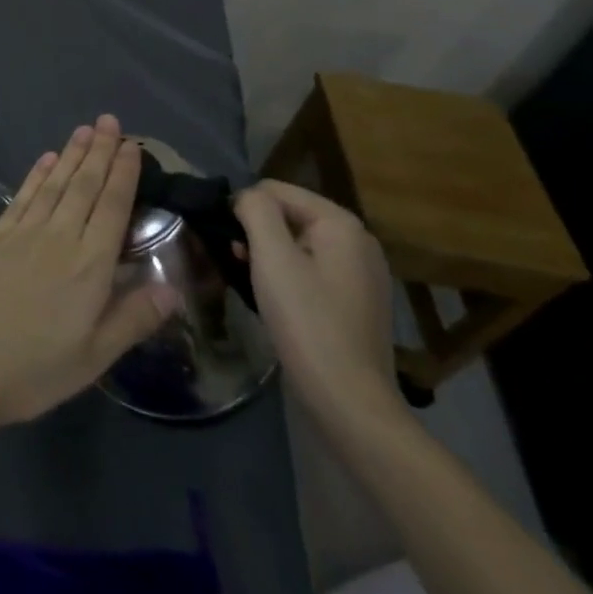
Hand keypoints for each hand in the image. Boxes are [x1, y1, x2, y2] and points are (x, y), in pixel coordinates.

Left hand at [0, 115, 179, 429]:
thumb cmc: (31, 369)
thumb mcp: (93, 358)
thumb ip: (133, 319)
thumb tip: (174, 288)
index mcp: (89, 266)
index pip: (113, 208)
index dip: (124, 174)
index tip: (132, 146)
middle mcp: (59, 237)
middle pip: (85, 186)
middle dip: (100, 152)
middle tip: (110, 121)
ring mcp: (23, 233)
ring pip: (55, 184)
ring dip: (71, 155)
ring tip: (84, 130)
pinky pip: (23, 196)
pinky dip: (37, 175)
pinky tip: (45, 160)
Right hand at [234, 179, 405, 436]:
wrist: (349, 403)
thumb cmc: (307, 322)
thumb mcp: (272, 257)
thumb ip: (255, 210)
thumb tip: (246, 198)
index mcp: (341, 223)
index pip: (276, 189)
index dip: (245, 209)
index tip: (230, 242)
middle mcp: (359, 241)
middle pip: (289, 215)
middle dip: (259, 233)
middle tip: (238, 263)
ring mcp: (362, 274)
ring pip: (299, 244)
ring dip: (270, 256)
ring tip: (252, 283)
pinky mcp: (358, 303)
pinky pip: (313, 271)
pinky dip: (289, 277)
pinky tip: (276, 302)